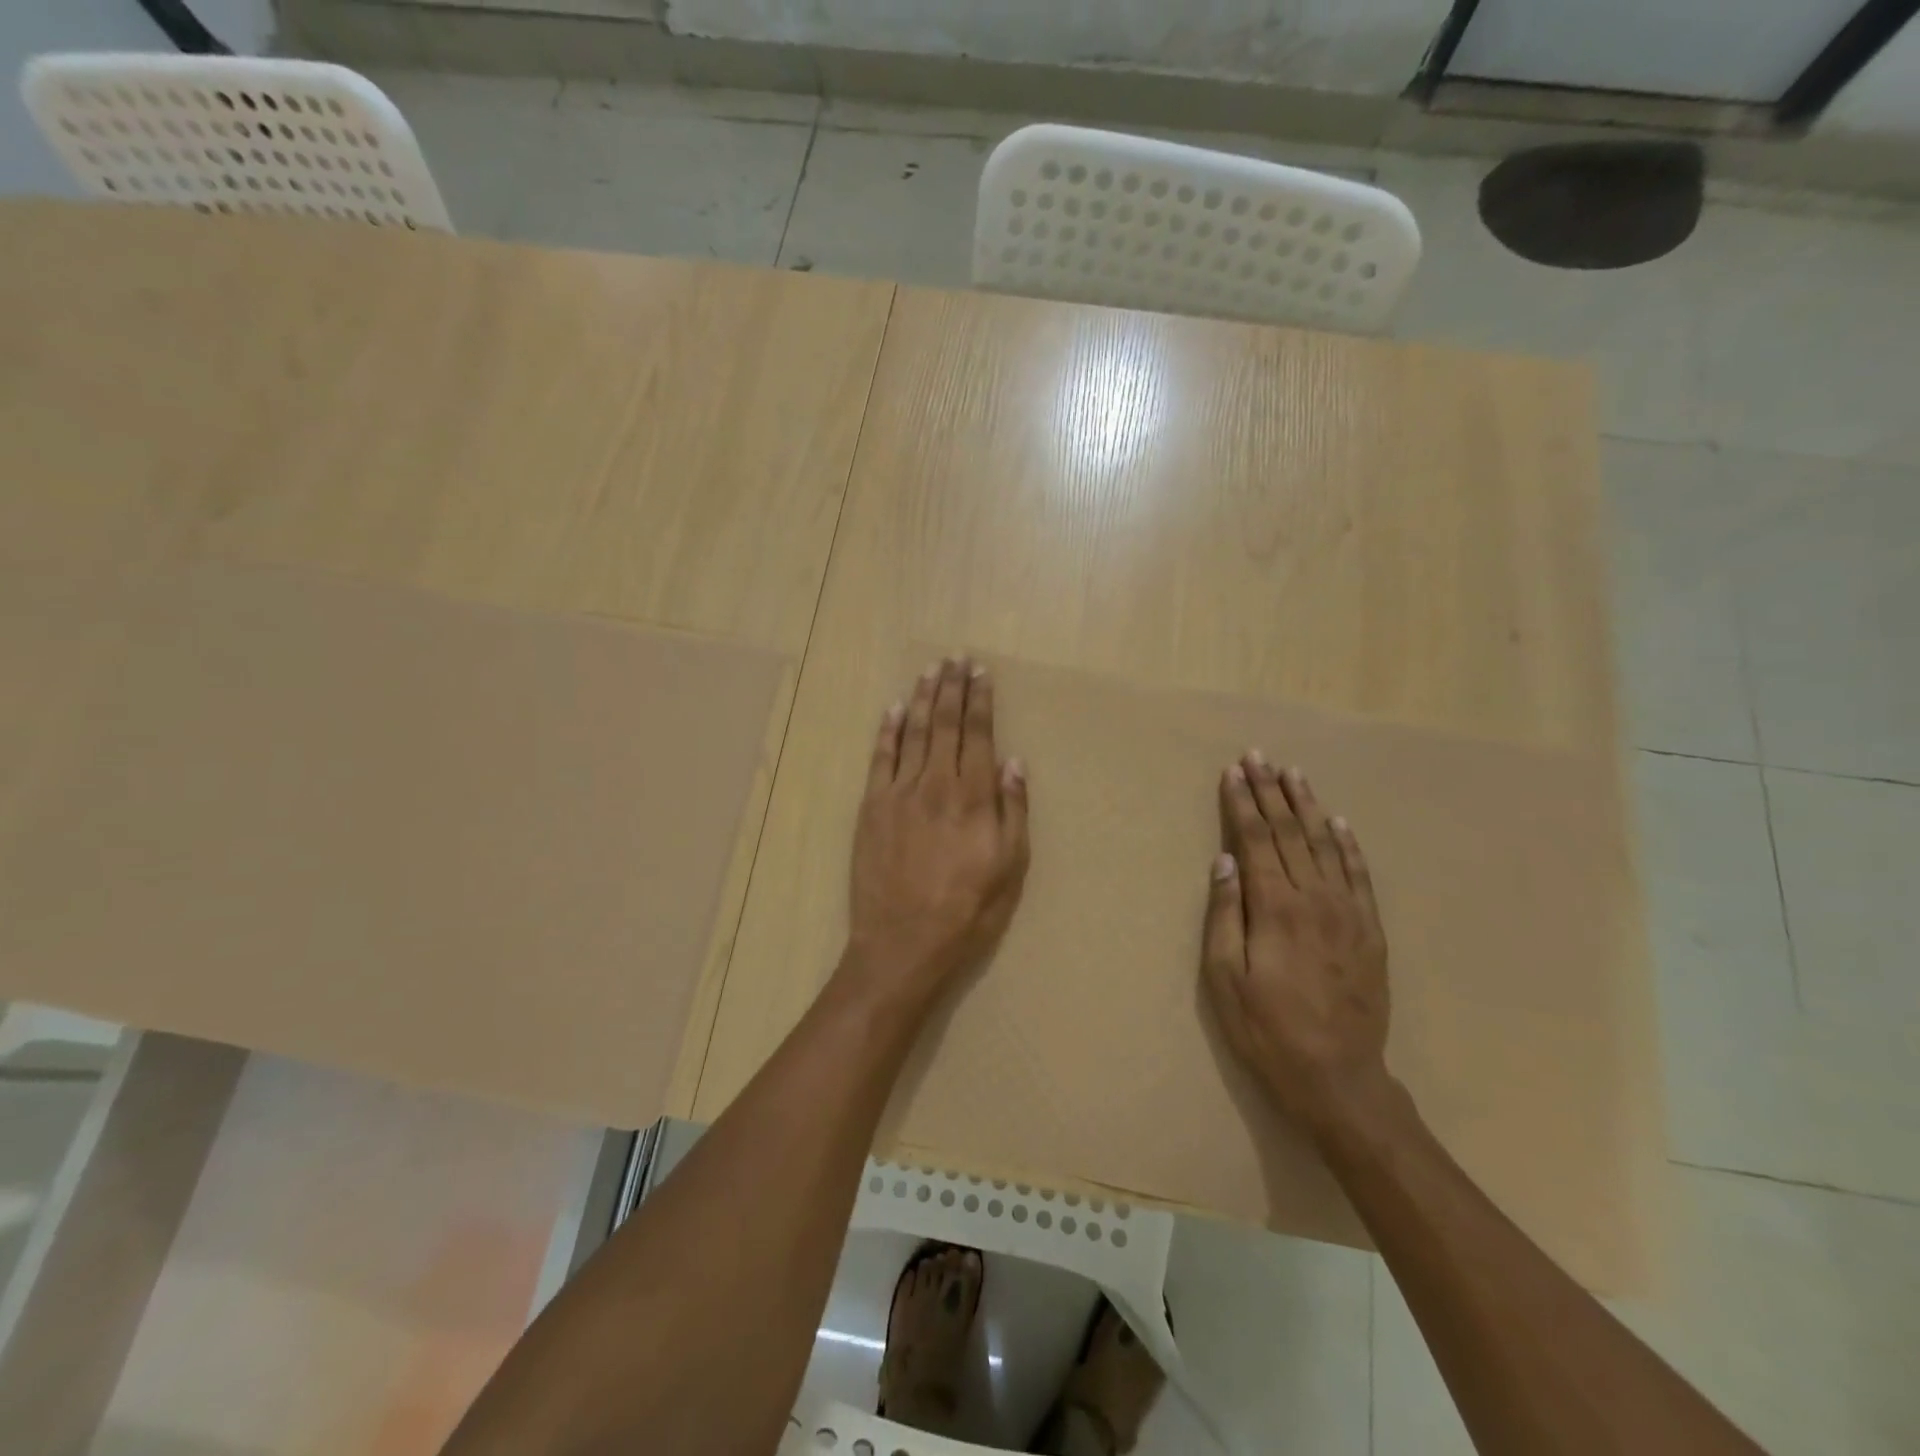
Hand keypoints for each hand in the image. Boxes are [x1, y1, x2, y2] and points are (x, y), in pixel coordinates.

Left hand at [840, 658, 1029, 1016]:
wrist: (904, 942)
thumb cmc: (967, 911)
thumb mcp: (1011, 868)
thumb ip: (1013, 811)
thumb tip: (1015, 763)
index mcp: (975, 797)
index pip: (980, 735)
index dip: (981, 701)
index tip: (981, 673)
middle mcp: (937, 783)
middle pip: (947, 724)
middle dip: (952, 688)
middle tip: (956, 658)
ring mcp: (900, 792)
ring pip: (915, 732)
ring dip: (924, 698)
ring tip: (930, 670)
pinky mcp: (872, 807)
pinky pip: (881, 757)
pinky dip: (888, 730)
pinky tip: (894, 708)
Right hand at [1201, 752, 1392, 1139]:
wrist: (1338, 1077)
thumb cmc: (1267, 1029)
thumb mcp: (1224, 978)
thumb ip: (1224, 914)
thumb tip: (1225, 861)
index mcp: (1275, 907)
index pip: (1254, 840)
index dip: (1242, 803)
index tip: (1234, 771)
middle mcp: (1314, 898)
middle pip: (1288, 833)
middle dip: (1270, 792)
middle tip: (1259, 756)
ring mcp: (1348, 912)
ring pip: (1324, 845)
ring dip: (1307, 806)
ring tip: (1294, 774)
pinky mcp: (1370, 930)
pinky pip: (1360, 875)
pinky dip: (1348, 844)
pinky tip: (1338, 822)